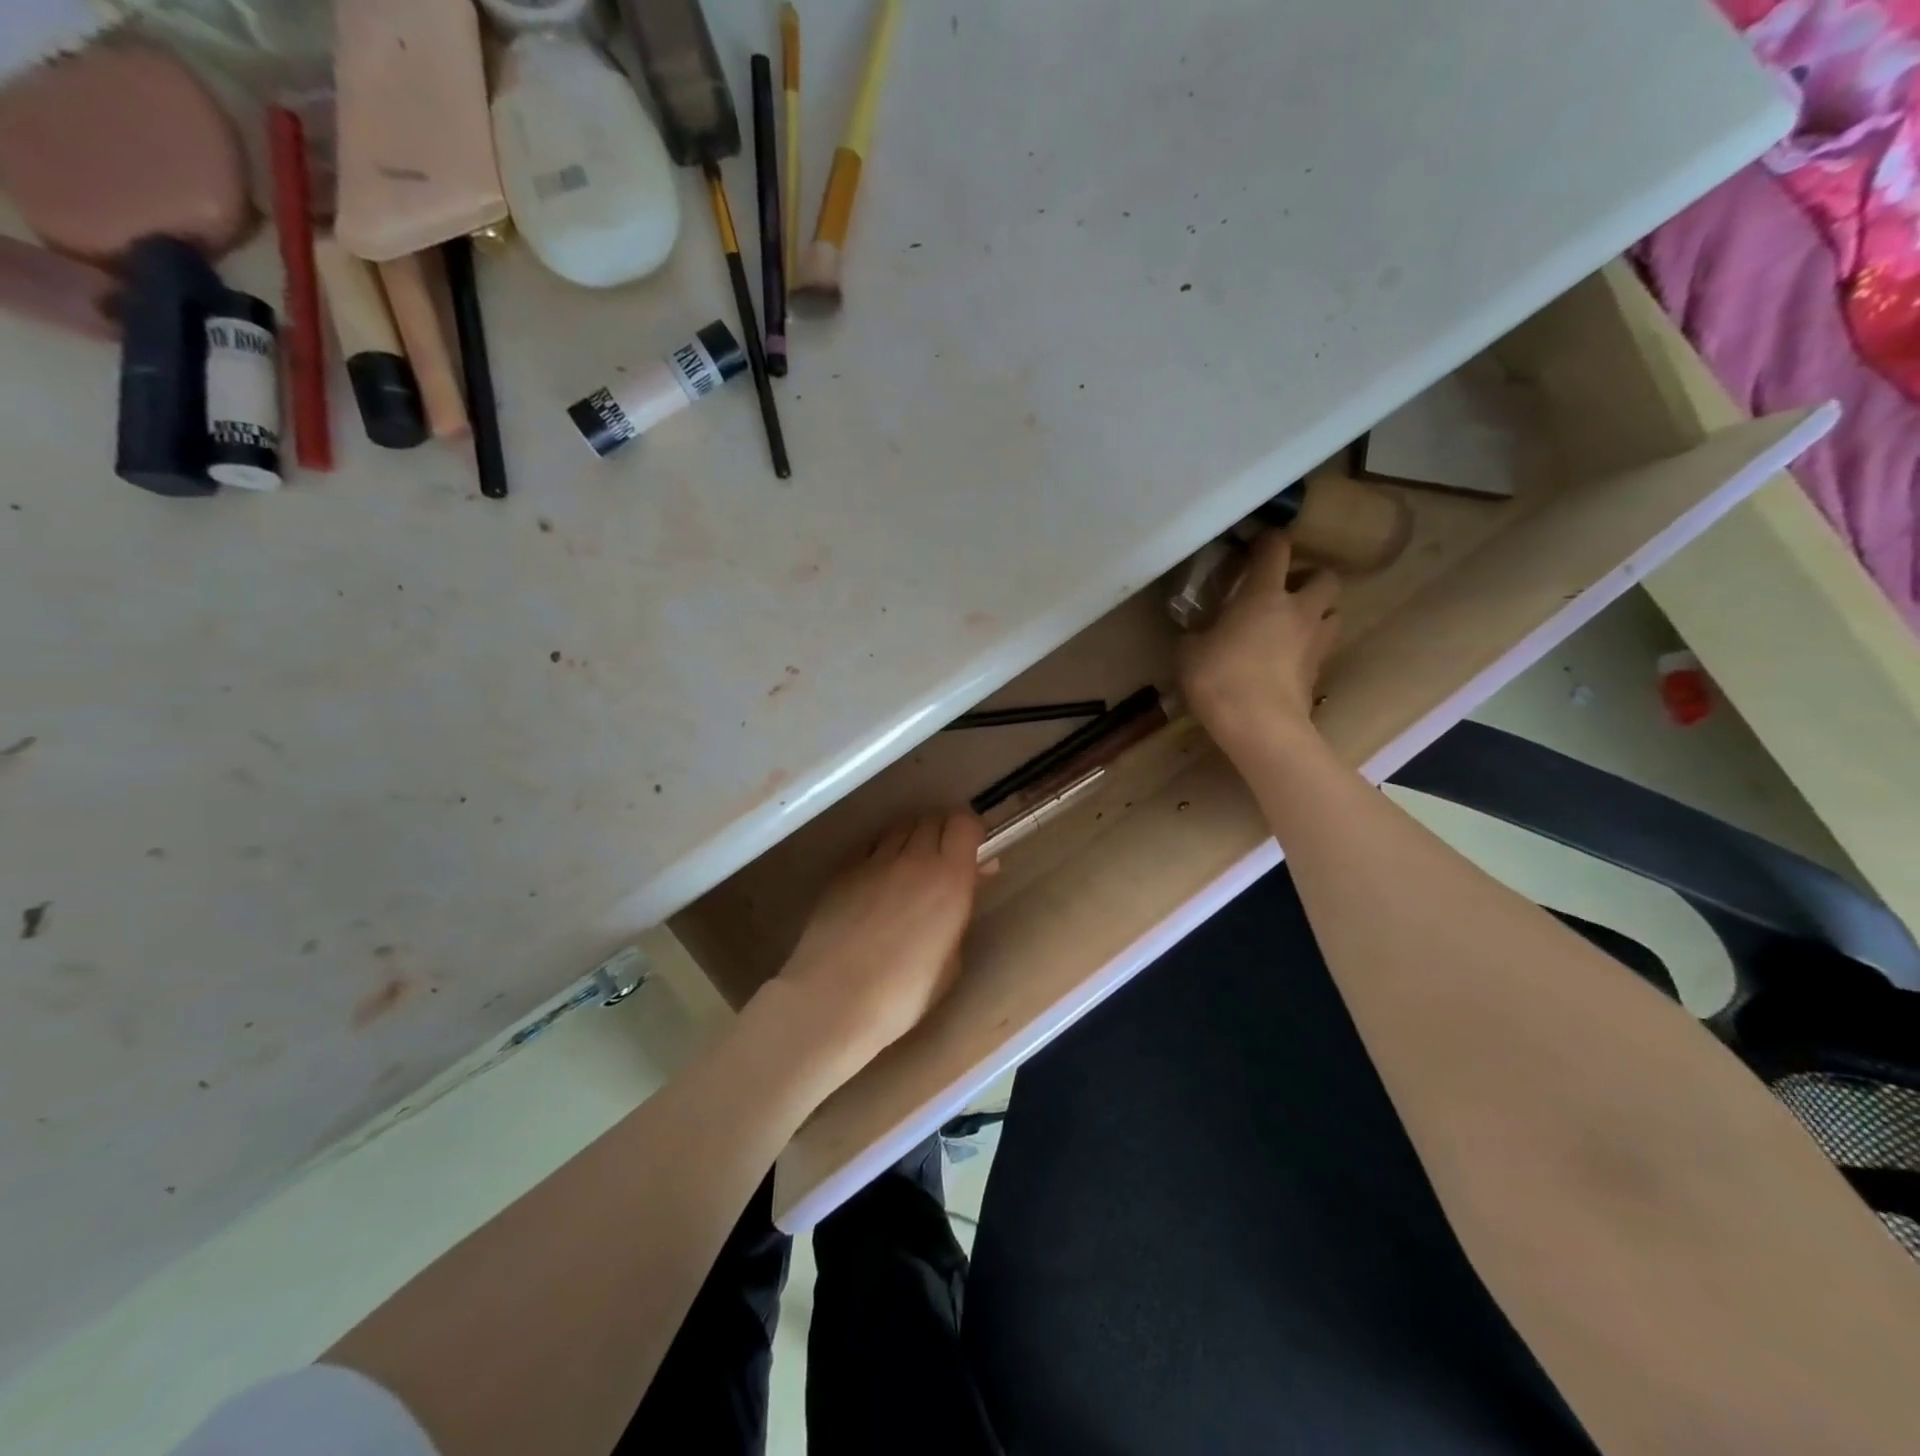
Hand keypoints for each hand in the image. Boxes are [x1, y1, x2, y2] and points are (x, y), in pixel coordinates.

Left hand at [773, 809, 985, 1066]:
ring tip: (910, 867)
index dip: (970, 832)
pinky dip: (881, 852)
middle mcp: (914, 859)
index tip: (972, 851)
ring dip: (911, 839)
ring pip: (899, 828)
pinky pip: (870, 846)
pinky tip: (878, 878)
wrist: (834, 999)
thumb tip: (974, 879)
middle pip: (932, 820)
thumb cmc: (905, 994)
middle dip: (942, 834)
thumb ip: (962, 911)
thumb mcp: (951, 959)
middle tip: (944, 861)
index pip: (964, 823)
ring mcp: (874, 861)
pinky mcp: (843, 871)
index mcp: (950, 878)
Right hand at [1177, 531, 1341, 758]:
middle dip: (1309, 578)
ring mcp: (1315, 642)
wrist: (1261, 727)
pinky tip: (1287, 659)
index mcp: (1264, 595)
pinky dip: (1309, 647)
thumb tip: (1198, 633)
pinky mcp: (1320, 672)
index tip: (1256, 544)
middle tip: (1285, 591)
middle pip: (1325, 576)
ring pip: (1333, 611)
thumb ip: (1196, 635)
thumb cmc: (1221, 680)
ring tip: (1292, 625)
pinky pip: (1322, 648)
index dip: (1267, 541)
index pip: (1275, 549)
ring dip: (1317, 612)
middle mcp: (1299, 610)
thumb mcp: (1189, 653)